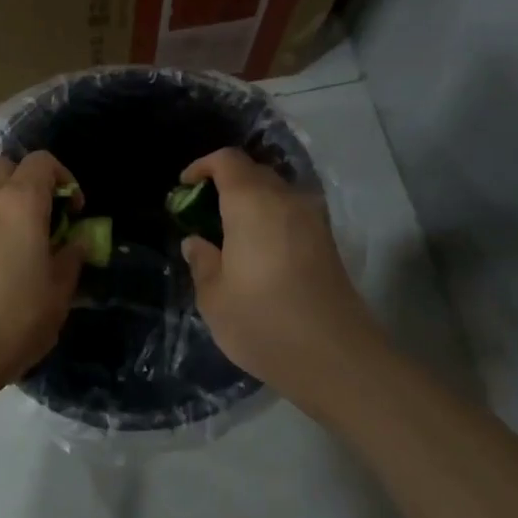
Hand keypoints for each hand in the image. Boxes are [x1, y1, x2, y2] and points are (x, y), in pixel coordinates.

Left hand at [0, 151, 84, 385]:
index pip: (42, 161)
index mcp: (19, 202)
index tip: (74, 212)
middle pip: (6, 166)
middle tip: (44, 218)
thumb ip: (71, 256)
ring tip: (19, 243)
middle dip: (28, 182)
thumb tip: (76, 241)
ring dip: (4, 204)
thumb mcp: (59, 292)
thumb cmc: (15, 319)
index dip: (64, 179)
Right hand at [179, 148, 378, 393]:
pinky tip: (256, 252)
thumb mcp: (214, 297)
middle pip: (254, 173)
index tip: (184, 187)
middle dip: (225, 184)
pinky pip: (291, 215)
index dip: (203, 166)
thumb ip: (202, 261)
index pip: (227, 161)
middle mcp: (286, 200)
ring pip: (276, 194)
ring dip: (250, 204)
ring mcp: (313, 220)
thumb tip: (196, 242)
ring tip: (228, 235)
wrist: (333, 356)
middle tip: (202, 214)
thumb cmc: (262, 321)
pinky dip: (269, 220)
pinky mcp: (327, 243)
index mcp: (252, 203)